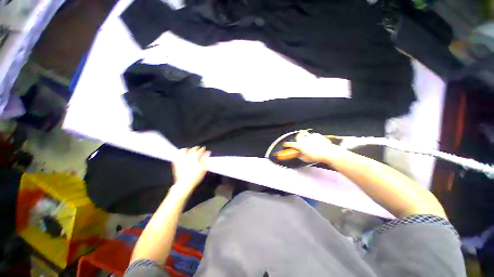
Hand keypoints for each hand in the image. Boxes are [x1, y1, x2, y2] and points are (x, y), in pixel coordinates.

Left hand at [172, 147, 209, 193]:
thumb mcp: (204, 168)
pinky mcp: (176, 163)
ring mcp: (181, 160)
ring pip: (184, 151)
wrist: (184, 184)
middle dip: (196, 148)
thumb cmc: (196, 177)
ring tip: (189, 149)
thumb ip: (206, 159)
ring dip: (187, 149)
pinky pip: (177, 155)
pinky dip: (180, 153)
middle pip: (192, 149)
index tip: (204, 148)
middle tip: (198, 148)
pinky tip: (181, 154)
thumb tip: (208, 152)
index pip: (200, 151)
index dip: (202, 149)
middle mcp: (188, 157)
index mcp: (195, 157)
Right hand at [283, 131, 345, 163]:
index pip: (290, 144)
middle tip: (299, 142)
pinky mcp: (317, 135)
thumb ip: (301, 156)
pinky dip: (313, 138)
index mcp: (299, 145)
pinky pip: (313, 135)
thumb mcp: (306, 159)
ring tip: (308, 141)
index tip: (284, 144)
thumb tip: (299, 155)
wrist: (328, 152)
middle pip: (297, 137)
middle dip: (297, 139)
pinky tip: (316, 141)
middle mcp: (303, 139)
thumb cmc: (316, 157)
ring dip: (305, 137)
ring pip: (305, 135)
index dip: (286, 144)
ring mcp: (310, 136)